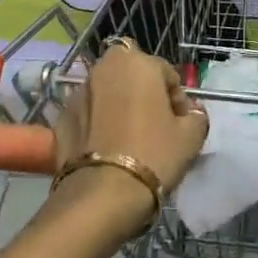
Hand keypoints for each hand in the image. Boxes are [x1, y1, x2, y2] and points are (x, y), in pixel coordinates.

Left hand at [53, 36, 209, 195]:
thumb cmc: (153, 155)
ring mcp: (79, 91)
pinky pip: (88, 113)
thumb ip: (196, 116)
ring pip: (108, 92)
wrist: (102, 196)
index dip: (177, 100)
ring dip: (118, 105)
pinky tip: (106, 149)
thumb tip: (191, 113)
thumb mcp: (191, 137)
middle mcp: (105, 67)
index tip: (180, 125)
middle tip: (154, 125)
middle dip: (143, 92)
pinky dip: (97, 123)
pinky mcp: (61, 117)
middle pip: (132, 75)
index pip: (167, 74)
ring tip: (128, 139)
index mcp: (137, 62)